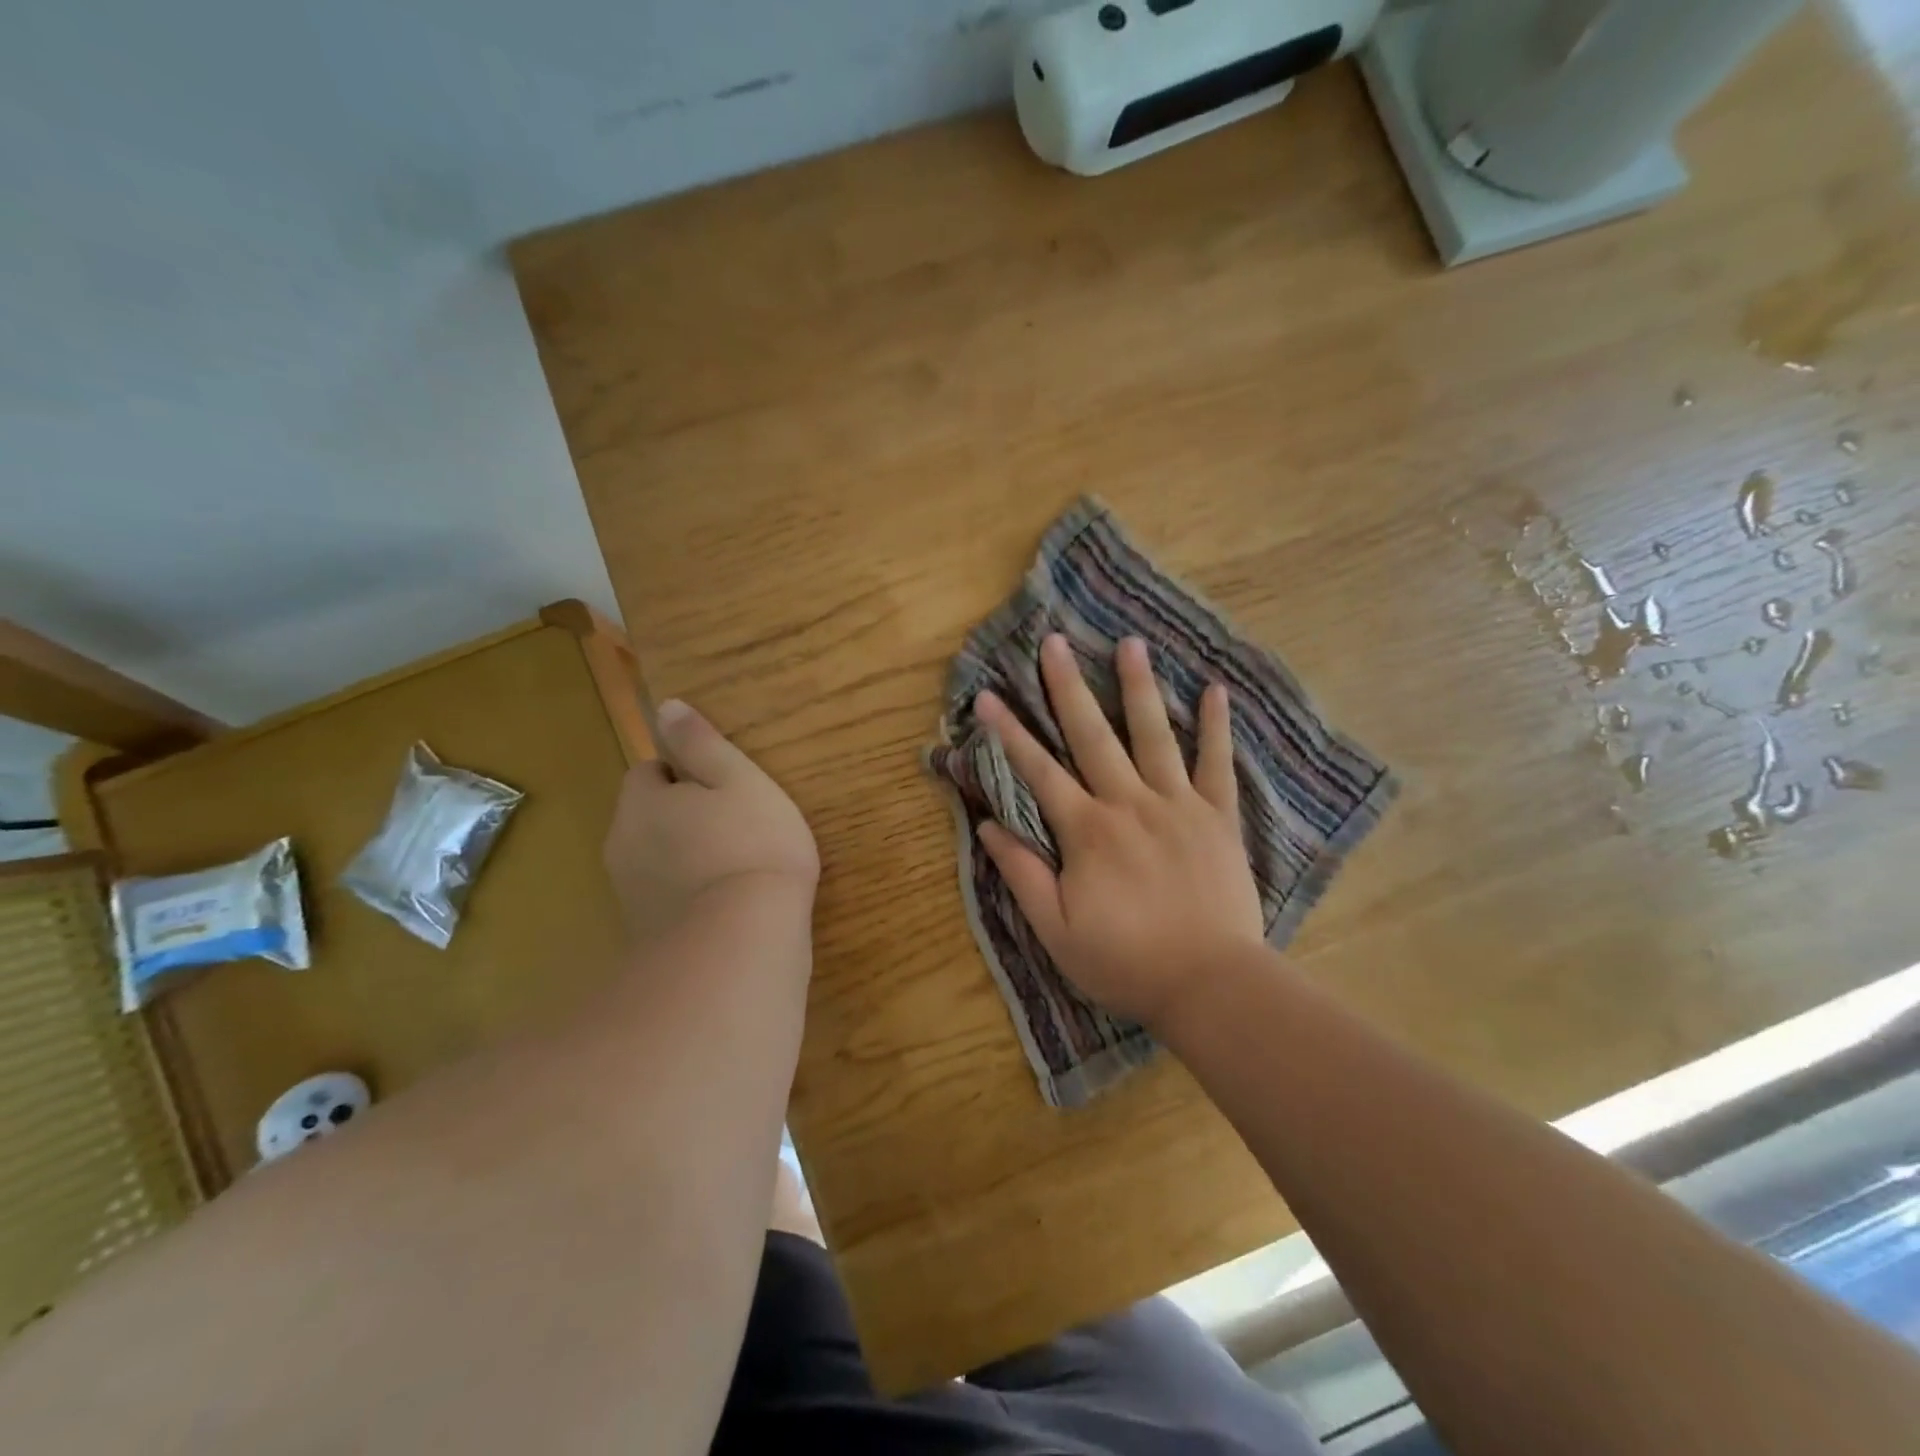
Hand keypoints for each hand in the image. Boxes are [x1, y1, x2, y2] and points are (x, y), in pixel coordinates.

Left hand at [604, 700, 819, 941]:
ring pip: (655, 859)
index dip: (683, 774)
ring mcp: (630, 894)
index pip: (647, 772)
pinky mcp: (645, 935)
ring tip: (736, 866)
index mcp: (642, 802)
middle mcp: (623, 844)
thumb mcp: (739, 780)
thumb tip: (666, 707)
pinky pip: (665, 898)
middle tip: (736, 825)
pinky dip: (687, 895)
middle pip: (647, 817)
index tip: (723, 788)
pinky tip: (726, 904)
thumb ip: (702, 744)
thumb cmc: (751, 845)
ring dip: (684, 856)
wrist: (741, 942)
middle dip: (681, 816)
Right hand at [974, 634, 1265, 1029]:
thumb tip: (988, 825)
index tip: (988, 696)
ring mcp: (1178, 805)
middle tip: (1055, 642)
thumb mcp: (1058, 931)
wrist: (1211, 984)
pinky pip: (1217, 764)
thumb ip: (1023, 874)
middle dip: (1068, 687)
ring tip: (1130, 643)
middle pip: (1092, 735)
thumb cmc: (1126, 962)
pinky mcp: (1218, 817)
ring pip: (1153, 735)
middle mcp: (1129, 803)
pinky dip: (1215, 727)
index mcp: (1087, 830)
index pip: (1038, 770)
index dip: (1009, 732)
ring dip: (1138, 687)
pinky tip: (1214, 690)